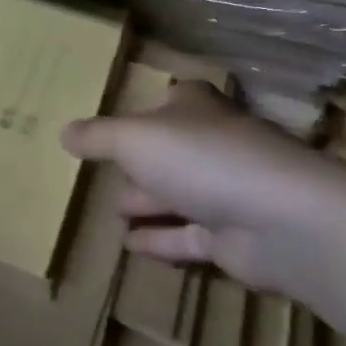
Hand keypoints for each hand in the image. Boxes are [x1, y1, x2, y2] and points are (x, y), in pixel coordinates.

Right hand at [60, 80, 342, 294]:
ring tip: (112, 211)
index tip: (122, 119)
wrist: (281, 220)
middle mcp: (216, 145)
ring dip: (149, 202)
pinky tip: (129, 247)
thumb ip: (98, 136)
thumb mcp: (134, 139)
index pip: (175, 98)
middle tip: (107, 171)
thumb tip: (64, 132)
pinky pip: (188, 237)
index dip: (150, 106)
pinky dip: (160, 240)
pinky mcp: (234, 238)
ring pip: (181, 195)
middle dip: (143, 160)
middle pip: (175, 150)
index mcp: (197, 110)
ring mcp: (229, 193)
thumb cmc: (202, 160)